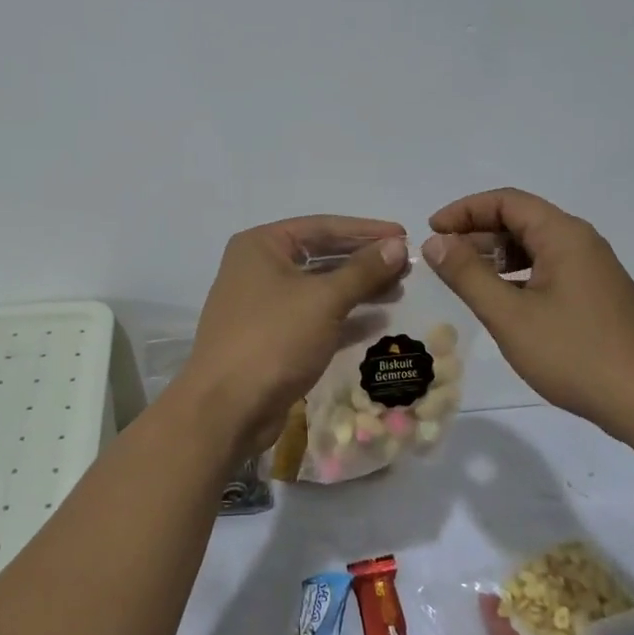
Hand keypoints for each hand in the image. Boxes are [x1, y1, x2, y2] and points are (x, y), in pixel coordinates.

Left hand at [177, 215, 408, 456]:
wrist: (227, 408)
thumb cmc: (274, 338)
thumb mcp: (324, 300)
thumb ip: (363, 271)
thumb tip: (397, 246)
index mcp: (261, 245)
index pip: (322, 226)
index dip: (365, 230)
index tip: (403, 234)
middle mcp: (258, 268)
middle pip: (320, 256)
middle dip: (363, 261)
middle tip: (406, 267)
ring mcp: (262, 305)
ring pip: (318, 288)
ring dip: (357, 289)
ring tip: (398, 291)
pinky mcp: (271, 338)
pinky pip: (313, 317)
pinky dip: (343, 317)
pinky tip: (377, 322)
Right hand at [420, 188, 633, 438]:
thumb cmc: (574, 354)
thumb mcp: (509, 315)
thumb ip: (467, 275)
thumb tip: (435, 242)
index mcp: (563, 236)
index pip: (506, 201)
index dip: (464, 210)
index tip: (433, 231)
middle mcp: (582, 242)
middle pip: (522, 219)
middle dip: (478, 232)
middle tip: (443, 259)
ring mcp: (594, 269)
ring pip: (535, 246)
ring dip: (497, 255)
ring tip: (466, 279)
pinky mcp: (598, 295)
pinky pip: (550, 268)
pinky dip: (519, 274)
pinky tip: (502, 301)